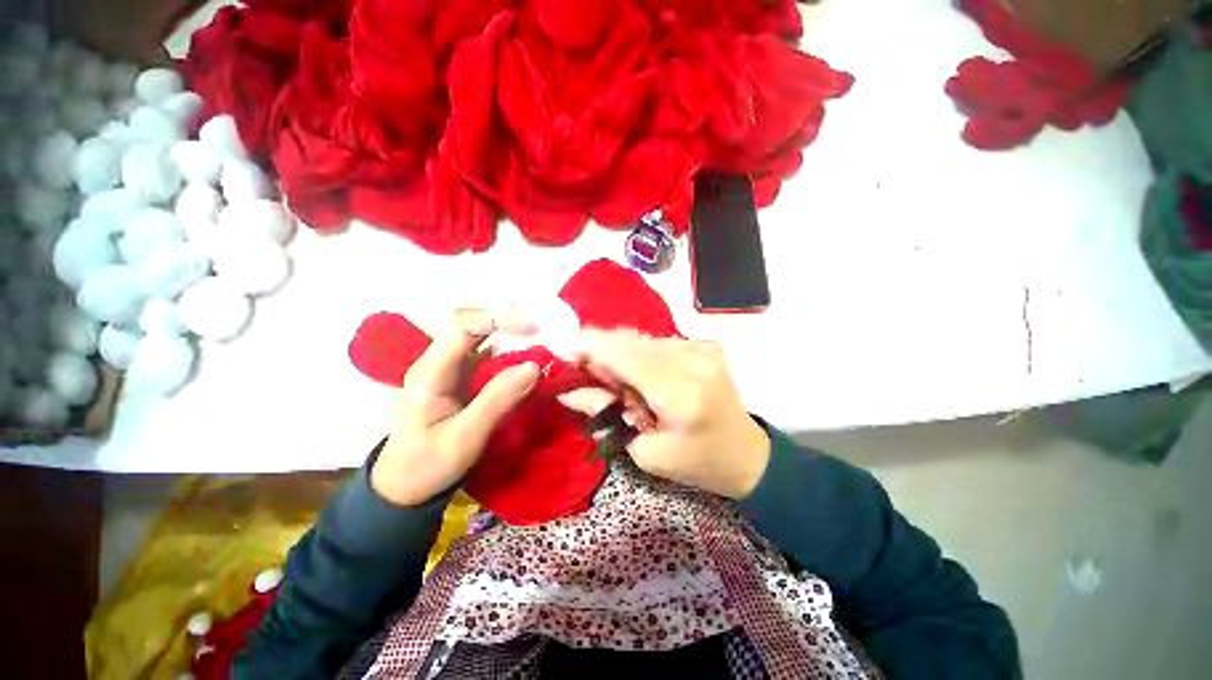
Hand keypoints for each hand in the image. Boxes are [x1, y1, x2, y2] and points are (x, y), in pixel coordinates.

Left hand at [371, 308, 540, 505]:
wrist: (404, 486)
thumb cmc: (428, 465)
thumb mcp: (465, 438)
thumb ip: (498, 400)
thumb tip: (534, 367)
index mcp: (430, 372)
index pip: (461, 326)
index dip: (497, 318)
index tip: (533, 328)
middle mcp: (437, 361)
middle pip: (470, 323)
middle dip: (506, 318)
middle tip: (542, 328)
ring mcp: (449, 368)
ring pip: (480, 335)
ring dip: (510, 331)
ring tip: (541, 337)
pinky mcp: (461, 377)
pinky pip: (487, 353)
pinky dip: (510, 349)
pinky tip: (528, 354)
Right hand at [559, 330, 770, 498]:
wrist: (747, 454)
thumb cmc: (697, 463)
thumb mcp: (645, 451)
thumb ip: (606, 414)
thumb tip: (568, 391)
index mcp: (679, 393)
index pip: (624, 355)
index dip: (588, 345)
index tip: (560, 346)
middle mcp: (692, 360)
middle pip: (630, 341)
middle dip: (600, 350)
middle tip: (583, 370)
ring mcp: (702, 348)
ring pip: (642, 339)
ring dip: (620, 354)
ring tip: (616, 380)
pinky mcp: (705, 346)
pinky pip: (658, 343)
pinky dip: (639, 354)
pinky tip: (640, 375)